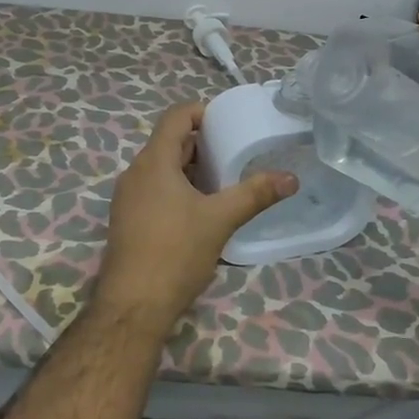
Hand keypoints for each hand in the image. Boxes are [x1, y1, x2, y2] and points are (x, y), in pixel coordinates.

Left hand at [95, 102, 298, 331]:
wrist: (132, 307)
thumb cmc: (175, 253)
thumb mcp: (221, 220)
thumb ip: (255, 194)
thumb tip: (291, 179)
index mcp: (153, 162)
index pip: (175, 116)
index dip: (202, 111)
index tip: (228, 123)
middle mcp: (135, 173)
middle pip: (169, 142)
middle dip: (202, 143)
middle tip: (234, 153)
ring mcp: (127, 198)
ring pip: (162, 168)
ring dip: (191, 168)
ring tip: (223, 181)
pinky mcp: (127, 220)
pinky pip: (154, 189)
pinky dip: (178, 188)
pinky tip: (200, 210)